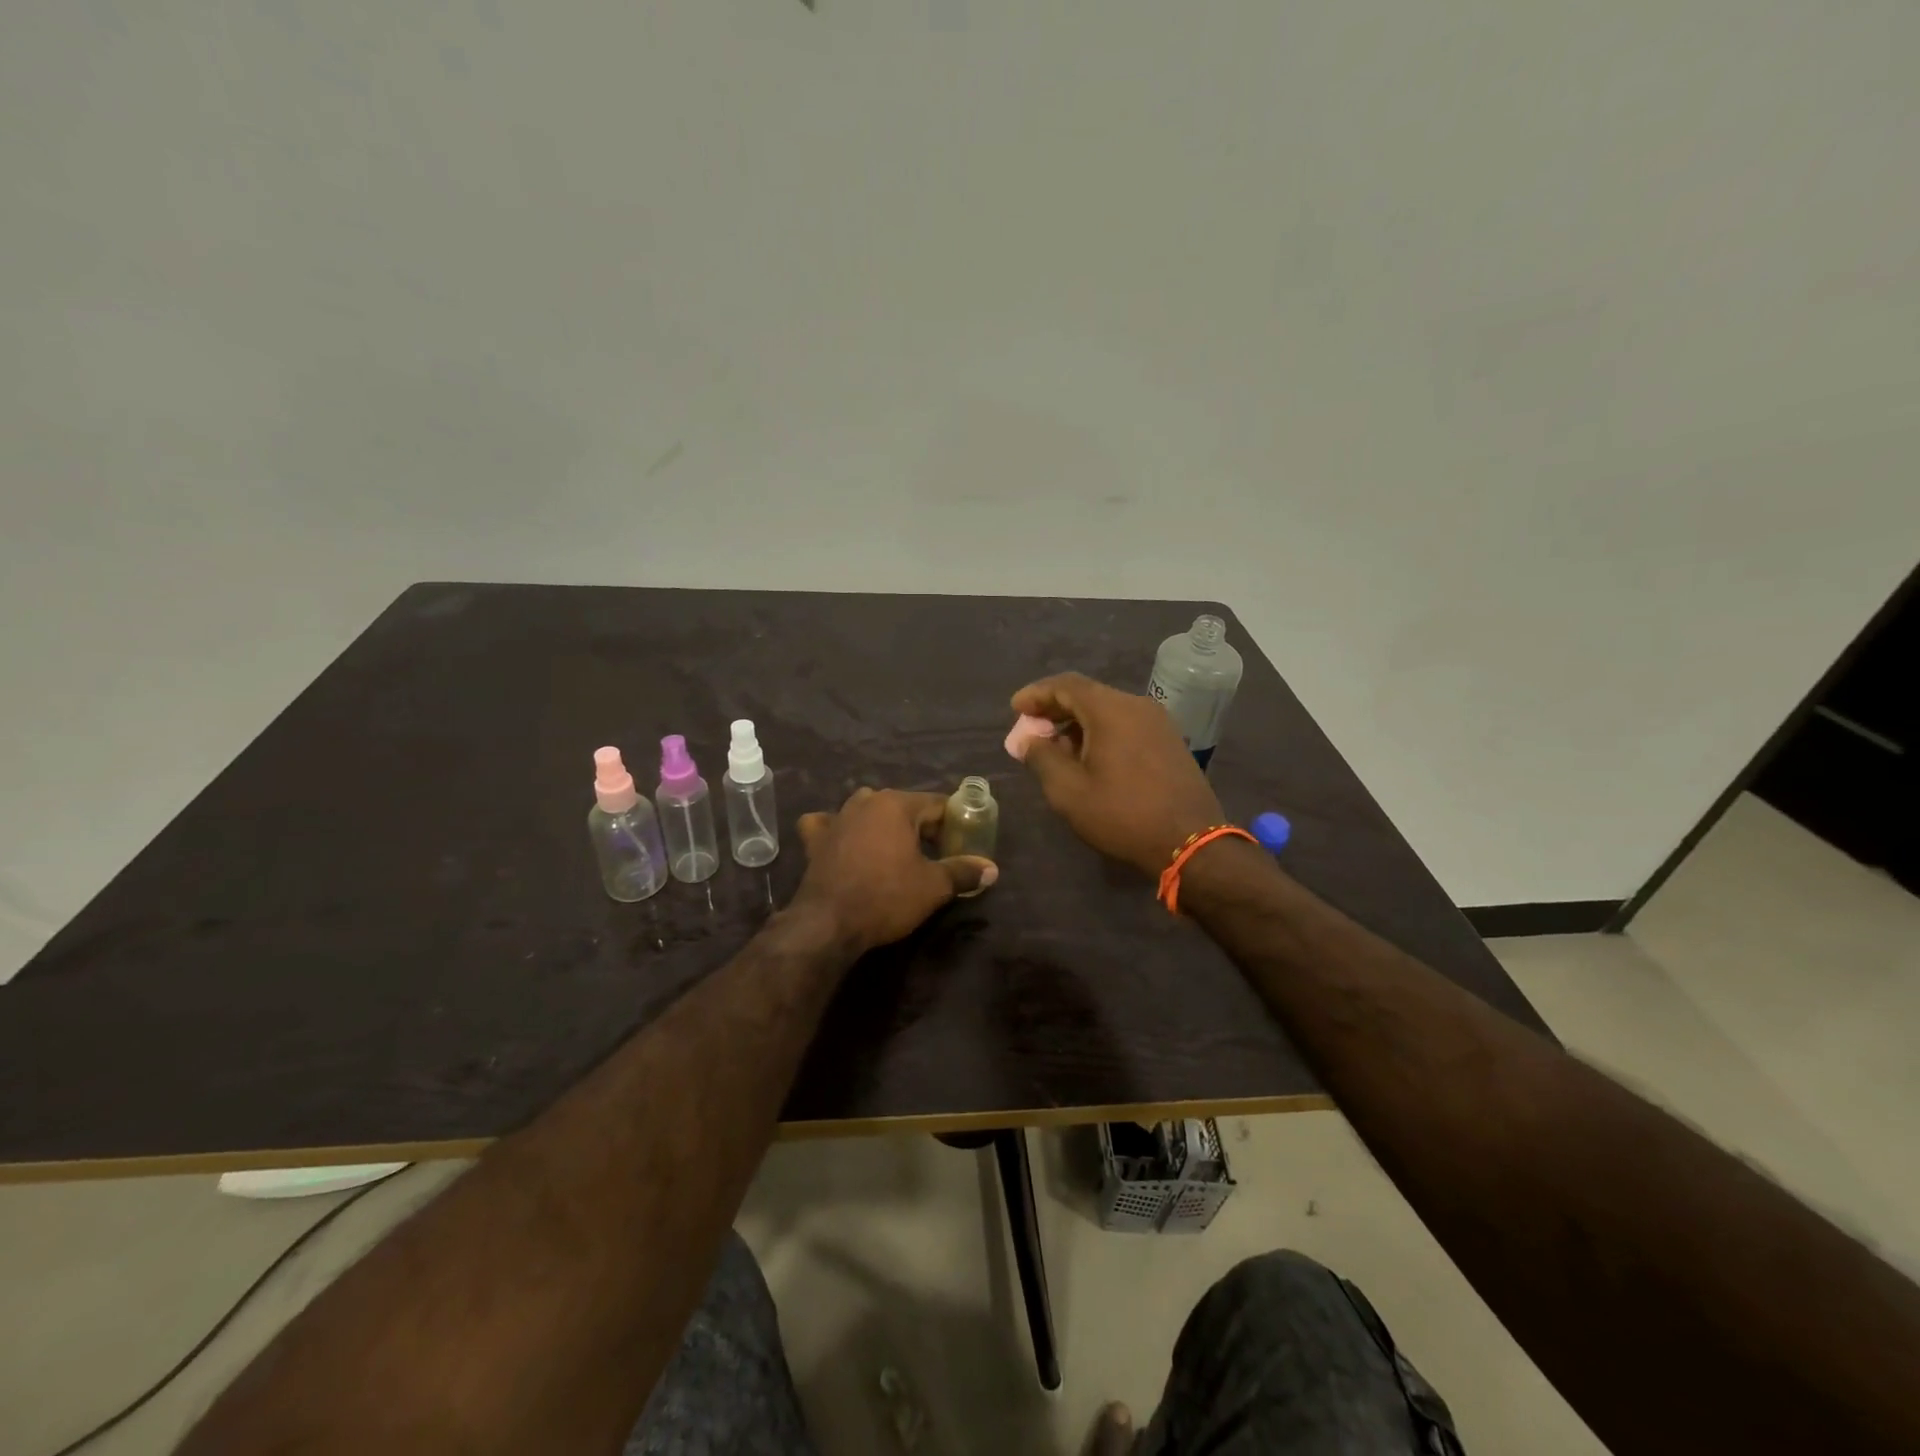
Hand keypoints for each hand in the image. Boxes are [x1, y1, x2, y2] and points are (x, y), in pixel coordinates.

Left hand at [792, 788, 997, 954]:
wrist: (828, 924)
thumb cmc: (886, 897)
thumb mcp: (933, 887)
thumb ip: (963, 871)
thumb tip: (991, 869)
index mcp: (896, 804)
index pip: (937, 804)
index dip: (954, 823)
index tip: (962, 844)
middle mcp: (865, 802)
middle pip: (904, 806)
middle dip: (921, 826)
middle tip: (935, 854)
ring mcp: (836, 818)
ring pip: (867, 810)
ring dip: (883, 824)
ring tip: (896, 850)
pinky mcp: (815, 839)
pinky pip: (828, 824)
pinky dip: (838, 829)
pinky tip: (843, 840)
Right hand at [1011, 673, 1225, 877]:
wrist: (1189, 842)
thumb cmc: (1122, 814)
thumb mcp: (1068, 791)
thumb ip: (1041, 757)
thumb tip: (1028, 739)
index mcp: (1111, 710)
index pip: (1066, 685)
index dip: (1036, 694)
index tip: (1015, 709)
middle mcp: (1137, 705)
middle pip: (1087, 695)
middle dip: (1055, 710)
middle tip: (1031, 731)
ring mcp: (1158, 722)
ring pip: (1108, 710)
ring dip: (1077, 723)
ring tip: (1055, 749)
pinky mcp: (1169, 741)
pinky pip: (1126, 724)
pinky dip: (1100, 732)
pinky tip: (1089, 757)